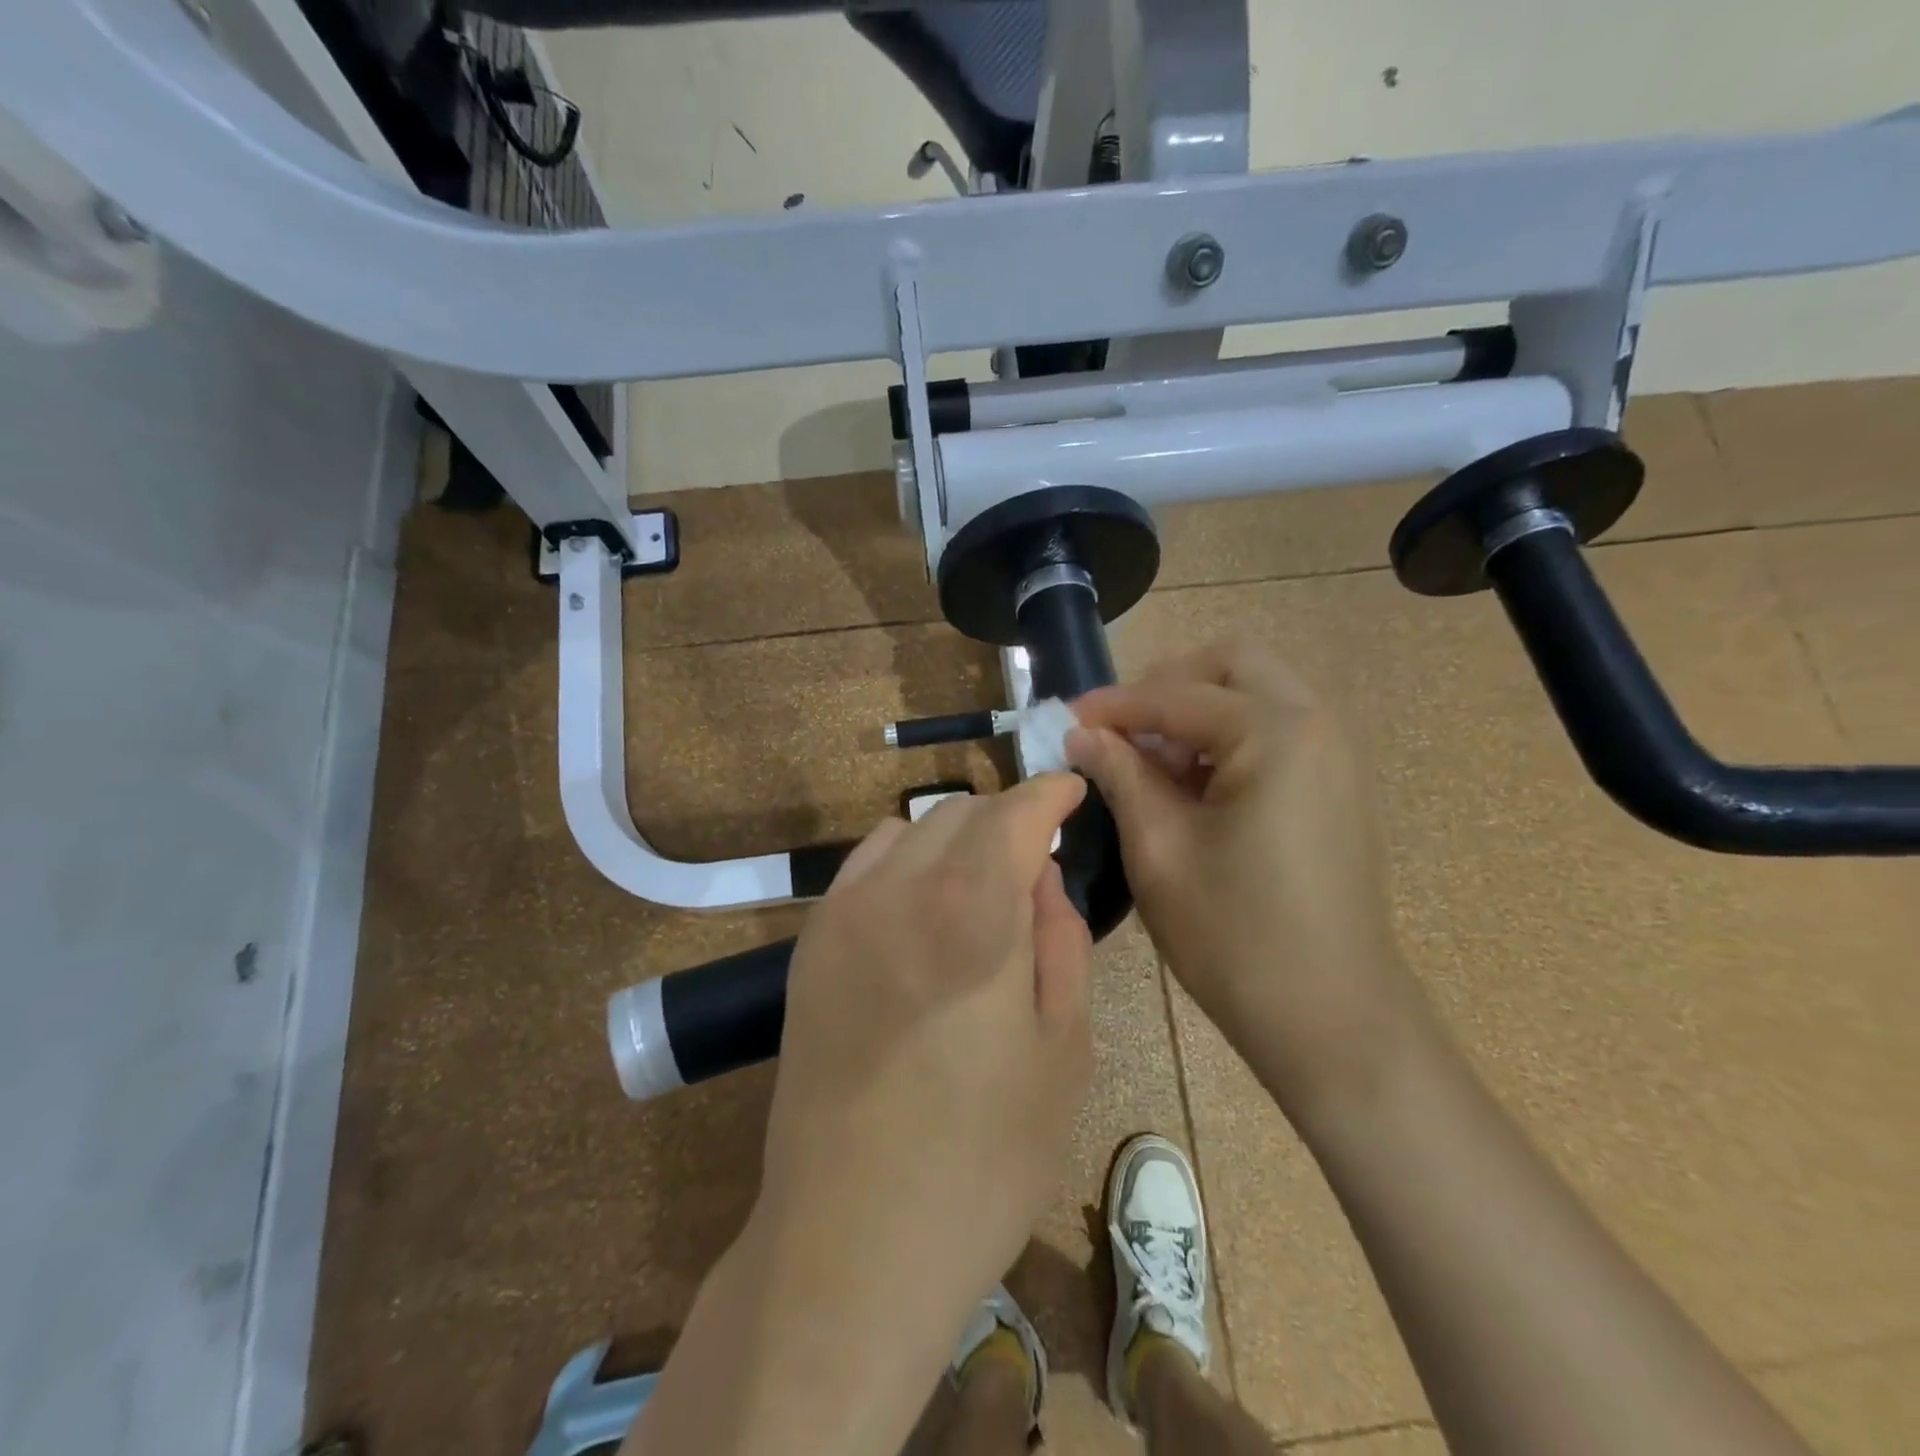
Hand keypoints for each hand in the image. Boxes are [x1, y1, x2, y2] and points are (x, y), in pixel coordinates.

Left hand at [755, 773, 1094, 1332]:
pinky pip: (864, 868)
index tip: (1072, 792)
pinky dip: (905, 863)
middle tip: (1036, 858)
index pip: (1015, 814)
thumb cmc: (981, 1161)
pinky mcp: (810, 947)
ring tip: (982, 884)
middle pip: (959, 813)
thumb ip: (1060, 943)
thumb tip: (1043, 877)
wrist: (849, 1242)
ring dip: (954, 838)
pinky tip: (923, 909)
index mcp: (971, 912)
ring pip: (908, 832)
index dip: (1050, 793)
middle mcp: (897, 891)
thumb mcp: (1063, 1053)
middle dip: (1006, 819)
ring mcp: (841, 915)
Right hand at [1069, 639, 1423, 1116]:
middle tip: (1121, 732)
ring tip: (1153, 766)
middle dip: (1167, 686)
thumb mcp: (1159, 849)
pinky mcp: (1336, 786)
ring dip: (1197, 712)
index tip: (1064, 720)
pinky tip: (1194, 788)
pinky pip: (1275, 730)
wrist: (1332, 1018)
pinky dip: (1227, 738)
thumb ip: (1119, 774)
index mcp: (1276, 733)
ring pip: (1256, 693)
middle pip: (1231, 664)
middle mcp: (1316, 725)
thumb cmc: (1235, 936)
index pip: (1176, 695)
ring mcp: (1335, 755)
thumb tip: (1081, 735)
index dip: (1113, 705)